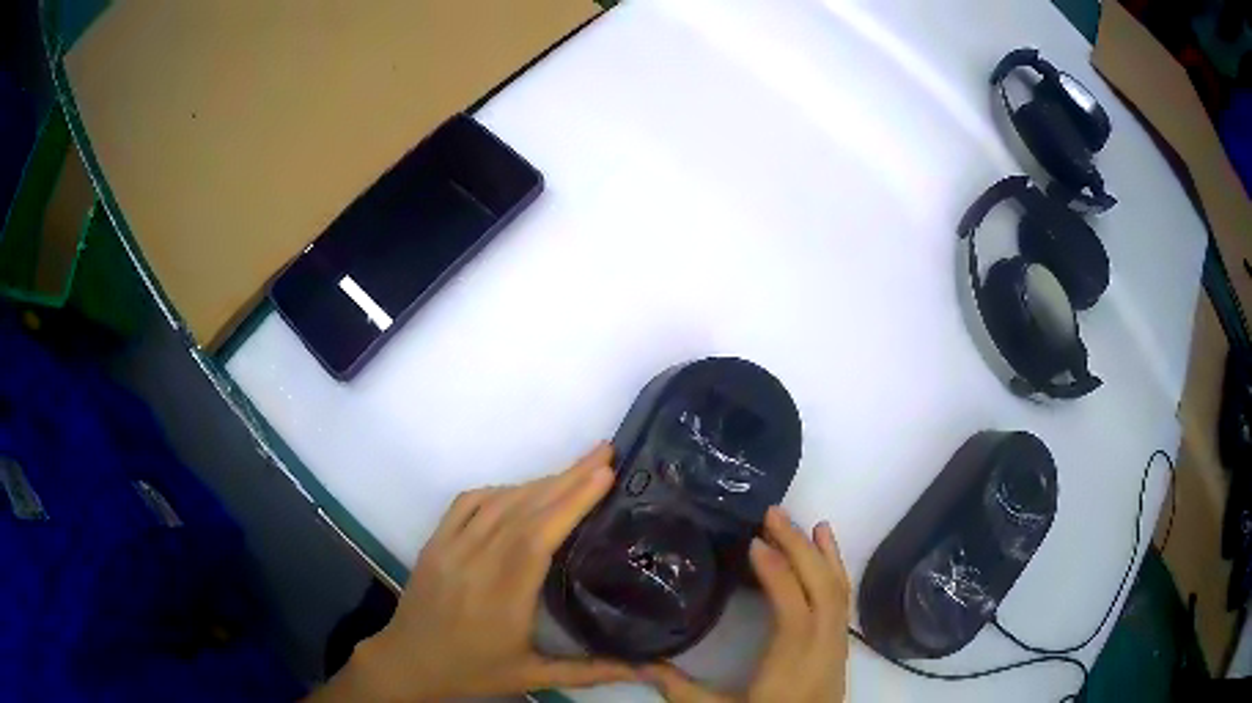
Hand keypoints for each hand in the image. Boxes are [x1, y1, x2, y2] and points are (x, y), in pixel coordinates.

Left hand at [315, 443, 637, 701]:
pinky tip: (523, 489)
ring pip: (498, 503)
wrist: (408, 661)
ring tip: (578, 468)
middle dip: (568, 477)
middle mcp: (475, 565)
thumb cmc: (474, 671)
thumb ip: (594, 670)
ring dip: (540, 481)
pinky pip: (467, 503)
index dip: (569, 503)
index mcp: (502, 599)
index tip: (603, 475)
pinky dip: (501, 489)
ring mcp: (449, 548)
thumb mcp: (535, 677)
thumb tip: (655, 669)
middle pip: (523, 511)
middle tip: (604, 453)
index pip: (536, 539)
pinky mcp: (434, 542)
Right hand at [642, 507, 849, 701]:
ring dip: (824, 555)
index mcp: (792, 664)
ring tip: (809, 524)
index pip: (793, 609)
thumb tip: (640, 664)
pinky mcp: (840, 648)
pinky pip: (842, 602)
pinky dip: (837, 572)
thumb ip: (681, 689)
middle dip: (800, 548)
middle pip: (822, 590)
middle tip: (774, 515)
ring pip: (838, 592)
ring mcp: (837, 646)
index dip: (778, 573)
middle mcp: (822, 649)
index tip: (755, 542)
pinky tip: (830, 556)